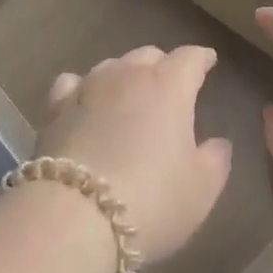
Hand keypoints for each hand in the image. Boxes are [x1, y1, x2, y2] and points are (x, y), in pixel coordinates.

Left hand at [37, 47, 232, 264]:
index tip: (208, 61)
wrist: (74, 217)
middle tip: (170, 84)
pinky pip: (72, 84)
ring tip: (128, 93)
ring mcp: (88, 88)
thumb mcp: (202, 189)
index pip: (190, 58)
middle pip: (148, 55)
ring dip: (124, 74)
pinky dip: (83, 88)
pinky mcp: (55, 109)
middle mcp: (127, 76)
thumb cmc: (152, 200)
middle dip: (162, 65)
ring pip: (111, 65)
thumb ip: (215, 160)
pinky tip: (83, 100)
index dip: (201, 58)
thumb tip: (218, 142)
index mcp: (169, 86)